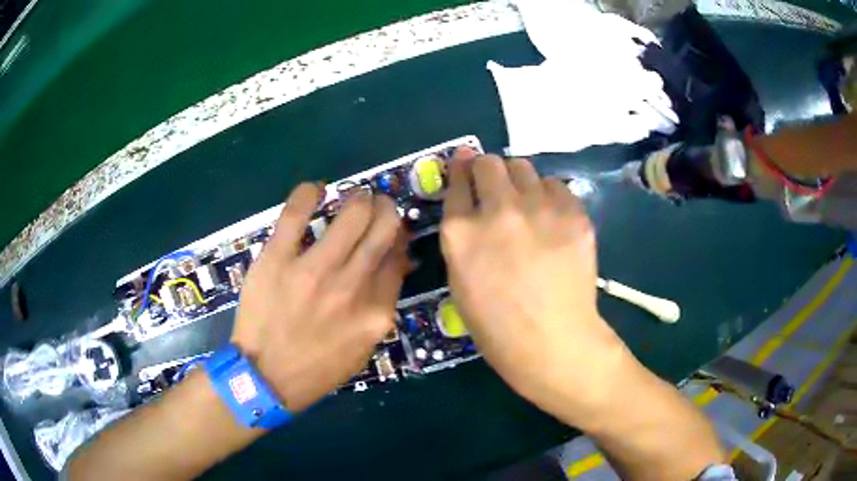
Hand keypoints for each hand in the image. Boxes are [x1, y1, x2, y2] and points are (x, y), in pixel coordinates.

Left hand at [231, 184, 409, 412]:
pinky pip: (297, 212)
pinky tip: (315, 190)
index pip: (398, 256)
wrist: (266, 377)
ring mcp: (313, 270)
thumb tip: (394, 262)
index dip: (397, 235)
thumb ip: (382, 305)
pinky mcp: (277, 259)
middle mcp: (352, 286)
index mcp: (376, 311)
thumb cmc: (317, 366)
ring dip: (358, 198)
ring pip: (352, 213)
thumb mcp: (362, 346)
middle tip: (375, 205)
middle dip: (385, 208)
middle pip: (383, 227)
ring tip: (353, 198)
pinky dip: (309, 193)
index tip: (389, 229)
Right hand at [440, 149, 629, 422]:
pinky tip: (552, 220)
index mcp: (461, 232)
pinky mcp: (573, 214)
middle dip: (488, 170)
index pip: (457, 181)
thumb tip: (471, 208)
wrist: (553, 343)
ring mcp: (539, 209)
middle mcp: (498, 210)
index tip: (465, 165)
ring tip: (526, 204)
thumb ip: (462, 238)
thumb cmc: (497, 326)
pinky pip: (556, 186)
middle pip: (489, 163)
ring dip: (519, 180)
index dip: (461, 171)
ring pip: (524, 166)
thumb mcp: (461, 281)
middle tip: (496, 187)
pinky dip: (549, 196)